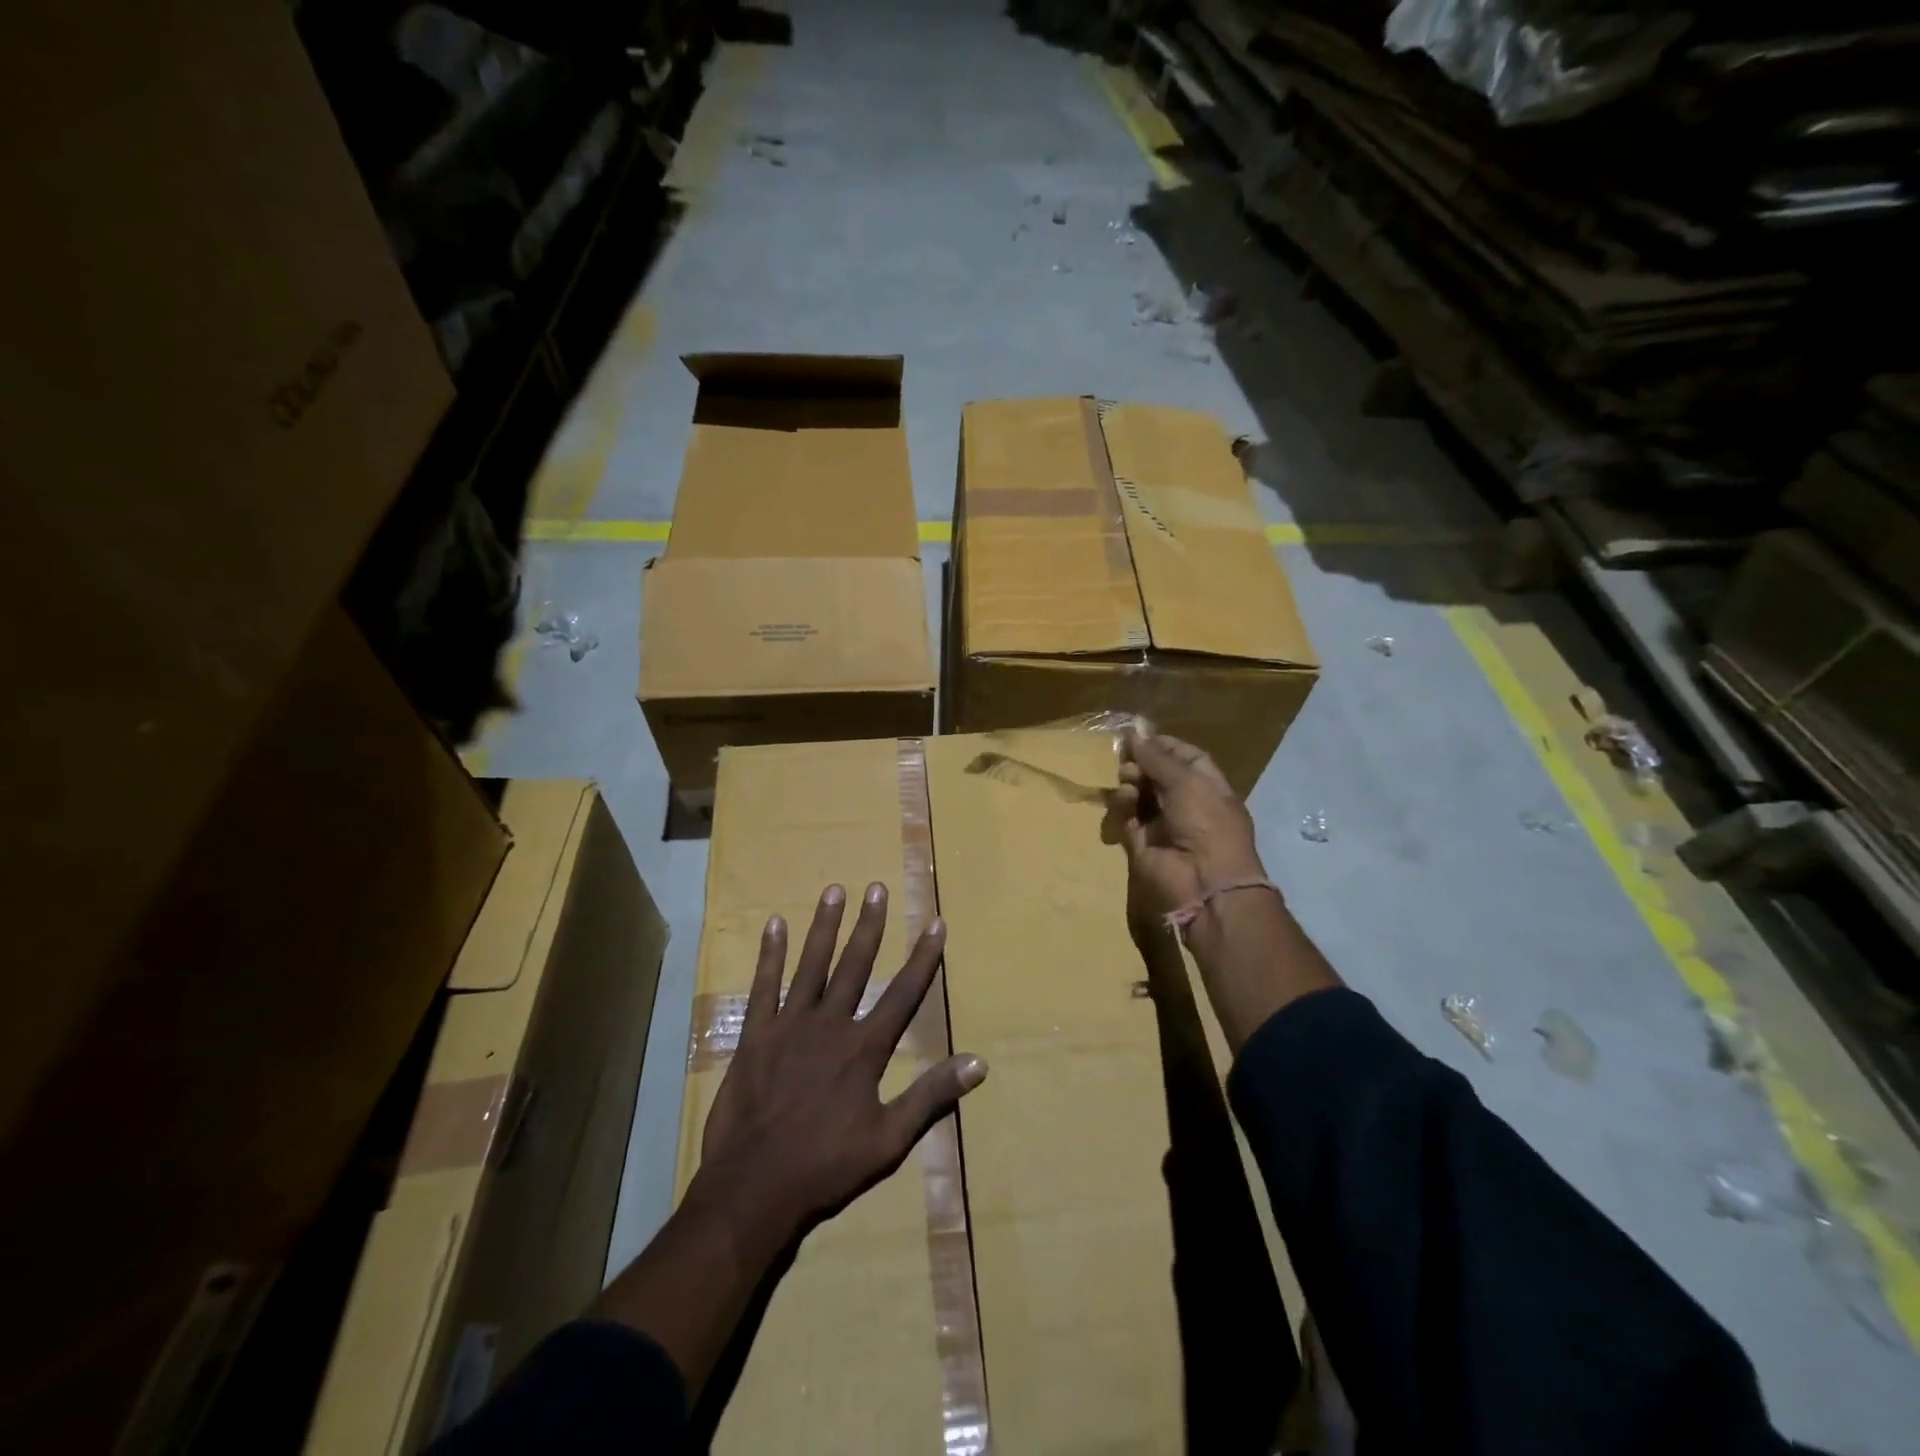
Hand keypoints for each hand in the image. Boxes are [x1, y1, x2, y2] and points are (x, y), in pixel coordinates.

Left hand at [696, 883, 987, 1241]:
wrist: (754, 1189)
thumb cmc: (826, 1167)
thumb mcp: (889, 1140)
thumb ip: (931, 1096)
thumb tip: (979, 1064)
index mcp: (864, 1049)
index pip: (903, 993)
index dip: (923, 957)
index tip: (936, 922)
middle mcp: (830, 1025)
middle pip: (855, 965)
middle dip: (869, 925)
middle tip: (877, 888)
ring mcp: (789, 1026)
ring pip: (811, 965)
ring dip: (824, 926)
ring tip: (834, 890)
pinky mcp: (755, 1035)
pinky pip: (763, 987)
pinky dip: (769, 955)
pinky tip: (774, 925)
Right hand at [1110, 732, 1266, 926]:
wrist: (1204, 882)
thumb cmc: (1207, 823)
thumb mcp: (1187, 781)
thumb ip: (1157, 757)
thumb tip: (1134, 733)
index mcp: (1208, 786)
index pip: (1184, 758)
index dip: (1162, 745)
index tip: (1139, 736)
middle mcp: (1186, 803)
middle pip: (1157, 774)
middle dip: (1141, 763)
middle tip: (1126, 758)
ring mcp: (1162, 824)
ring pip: (1139, 793)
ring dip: (1131, 781)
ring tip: (1127, 781)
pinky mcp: (1140, 842)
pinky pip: (1126, 816)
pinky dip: (1122, 805)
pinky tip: (1125, 799)